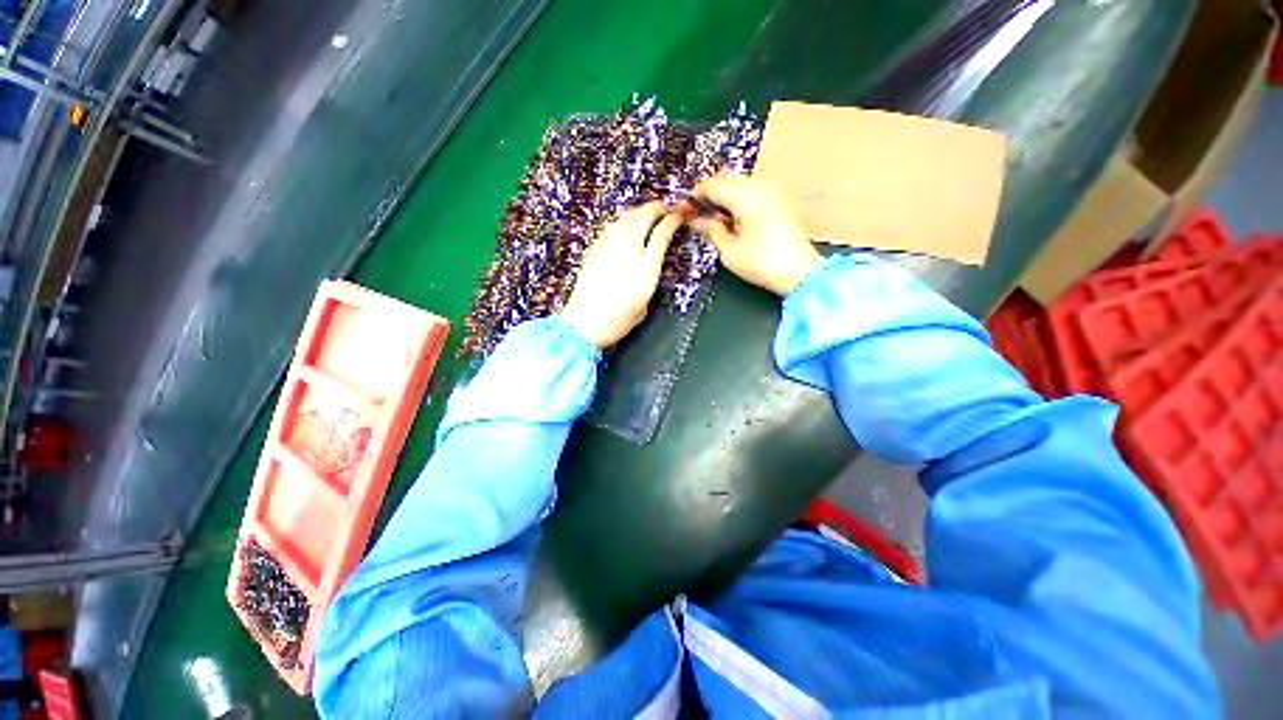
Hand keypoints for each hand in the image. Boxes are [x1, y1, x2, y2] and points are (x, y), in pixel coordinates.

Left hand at [560, 202, 679, 347]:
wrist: (584, 323)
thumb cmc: (617, 321)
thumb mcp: (644, 305)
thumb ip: (649, 280)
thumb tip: (648, 265)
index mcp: (645, 269)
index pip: (662, 234)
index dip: (672, 220)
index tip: (678, 216)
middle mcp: (628, 252)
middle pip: (644, 216)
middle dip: (656, 207)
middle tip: (664, 208)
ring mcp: (609, 247)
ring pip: (626, 217)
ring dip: (638, 211)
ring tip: (645, 214)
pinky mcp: (594, 249)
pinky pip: (611, 227)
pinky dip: (622, 221)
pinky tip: (624, 227)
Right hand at [687, 176, 821, 295]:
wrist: (800, 272)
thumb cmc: (761, 264)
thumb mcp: (729, 252)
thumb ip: (711, 231)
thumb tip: (694, 221)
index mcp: (745, 198)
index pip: (712, 185)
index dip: (695, 196)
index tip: (683, 209)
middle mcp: (759, 186)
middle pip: (725, 179)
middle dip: (709, 194)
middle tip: (696, 214)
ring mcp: (772, 189)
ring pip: (738, 182)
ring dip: (723, 195)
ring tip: (713, 217)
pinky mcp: (778, 197)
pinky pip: (751, 188)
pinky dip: (737, 197)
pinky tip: (732, 216)